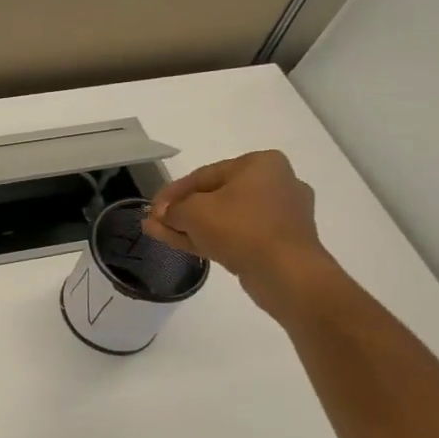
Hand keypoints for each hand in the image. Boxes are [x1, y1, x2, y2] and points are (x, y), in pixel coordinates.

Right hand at [142, 151, 333, 314]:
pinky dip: (211, 238)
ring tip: (160, 234)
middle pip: (215, 196)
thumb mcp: (193, 211)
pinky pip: (238, 234)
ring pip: (225, 218)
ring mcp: (281, 215)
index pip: (204, 175)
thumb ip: (173, 209)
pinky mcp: (281, 242)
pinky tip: (183, 243)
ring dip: (191, 226)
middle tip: (155, 222)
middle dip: (181, 211)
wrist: (287, 273)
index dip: (172, 192)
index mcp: (261, 164)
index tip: (151, 208)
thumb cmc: (240, 227)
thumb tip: (162, 215)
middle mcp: (276, 183)